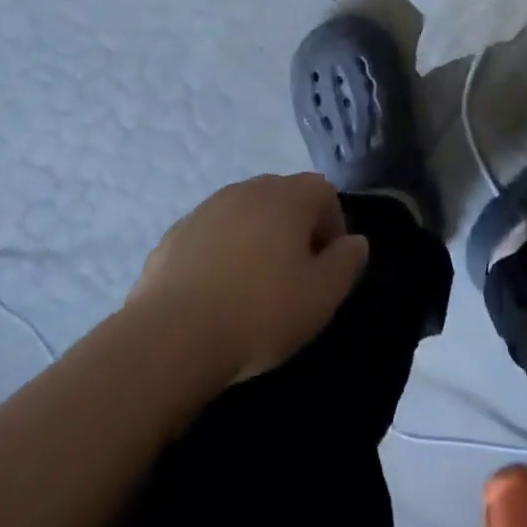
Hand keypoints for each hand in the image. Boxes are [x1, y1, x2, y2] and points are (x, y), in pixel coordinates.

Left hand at [128, 173, 368, 383]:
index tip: (327, 264)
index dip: (332, 223)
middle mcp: (247, 190)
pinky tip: (216, 293)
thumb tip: (354, 242)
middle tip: (294, 274)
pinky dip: (221, 251)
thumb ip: (346, 263)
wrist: (172, 336)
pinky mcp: (175, 234)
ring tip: (253, 285)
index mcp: (286, 197)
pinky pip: (211, 233)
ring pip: (244, 212)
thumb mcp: (321, 297)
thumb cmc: (259, 313)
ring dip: (256, 236)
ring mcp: (206, 208)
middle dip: (295, 226)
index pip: (322, 190)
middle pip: (282, 196)